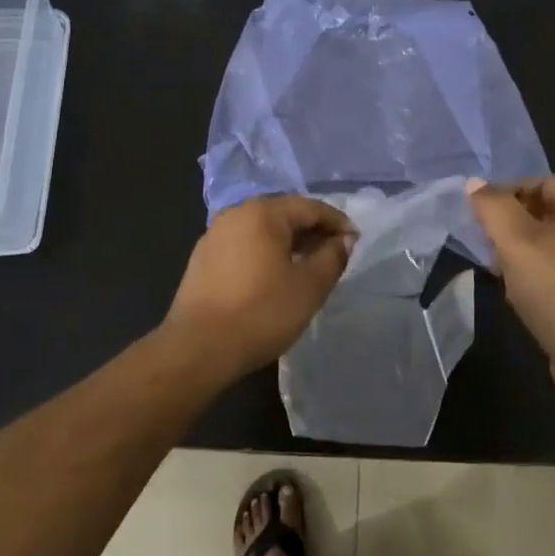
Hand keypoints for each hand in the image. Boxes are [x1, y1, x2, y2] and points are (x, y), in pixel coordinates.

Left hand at [164, 196, 355, 380]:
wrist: (199, 348)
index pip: (310, 207)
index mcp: (262, 213)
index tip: (356, 241)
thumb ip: (332, 257)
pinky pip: (243, 247)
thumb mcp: (310, 287)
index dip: (337, 222)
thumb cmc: (262, 313)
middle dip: (312, 232)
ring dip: (288, 244)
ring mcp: (214, 236)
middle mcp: (235, 215)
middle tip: (335, 254)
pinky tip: (274, 278)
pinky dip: (265, 255)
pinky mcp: (202, 260)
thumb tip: (344, 240)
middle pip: (284, 215)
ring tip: (308, 267)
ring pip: (262, 232)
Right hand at [467, 177, 554, 403]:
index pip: (542, 182)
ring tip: (494, 266)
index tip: (479, 213)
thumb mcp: (516, 242)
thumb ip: (493, 208)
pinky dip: (530, 272)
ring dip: (516, 249)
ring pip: (545, 242)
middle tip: (483, 240)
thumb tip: (474, 183)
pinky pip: (552, 268)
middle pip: (543, 211)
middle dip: (509, 222)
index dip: (508, 191)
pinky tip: (513, 290)